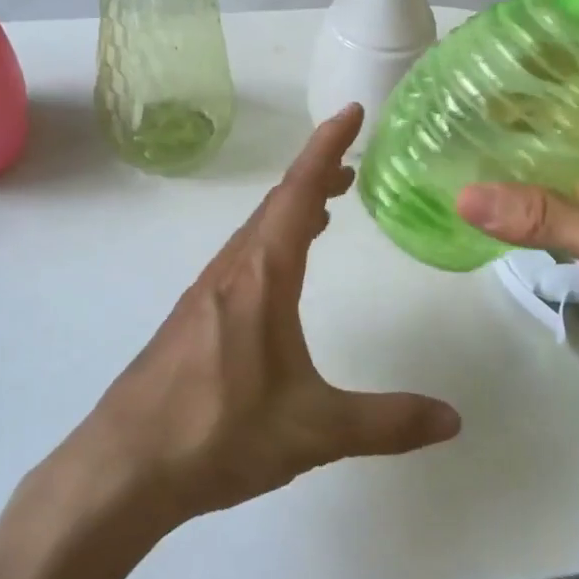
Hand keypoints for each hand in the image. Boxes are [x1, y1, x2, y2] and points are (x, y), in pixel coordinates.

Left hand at [75, 104, 461, 528]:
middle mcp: (232, 271)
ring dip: (293, 208)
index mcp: (262, 277)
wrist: (125, 466)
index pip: (299, 193)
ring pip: (257, 231)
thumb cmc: (219, 434)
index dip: (327, 147)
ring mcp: (206, 292)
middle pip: (278, 204)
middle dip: (317, 175)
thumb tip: (453, 419)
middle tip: (353, 165)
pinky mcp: (193, 317)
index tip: (351, 112)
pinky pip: (242, 257)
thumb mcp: (314, 430)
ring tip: (328, 208)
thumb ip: (386, 422)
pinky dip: (272, 241)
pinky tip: (281, 273)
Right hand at [456, 71, 578, 422]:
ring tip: (469, 146)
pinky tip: (499, 205)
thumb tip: (463, 196)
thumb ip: (547, 217)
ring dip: (529, 161)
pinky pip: (573, 213)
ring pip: (573, 171)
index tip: (502, 55)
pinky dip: (538, 206)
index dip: (560, 62)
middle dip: (530, 113)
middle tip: (466, 103)